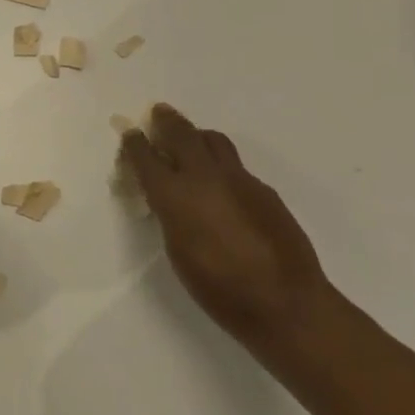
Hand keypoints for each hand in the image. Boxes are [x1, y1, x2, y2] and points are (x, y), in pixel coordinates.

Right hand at [119, 105, 335, 365]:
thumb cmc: (219, 288)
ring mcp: (239, 179)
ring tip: (191, 139)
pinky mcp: (264, 189)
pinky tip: (223, 183)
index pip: (147, 157)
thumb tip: (168, 197)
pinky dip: (221, 163)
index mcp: (175, 195)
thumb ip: (171, 215)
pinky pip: (236, 165)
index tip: (130, 132)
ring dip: (197, 135)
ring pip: (214, 140)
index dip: (135, 143)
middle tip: (159, 112)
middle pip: (182, 134)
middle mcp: (205, 177)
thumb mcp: (178, 251)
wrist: (284, 301)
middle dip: (166, 121)